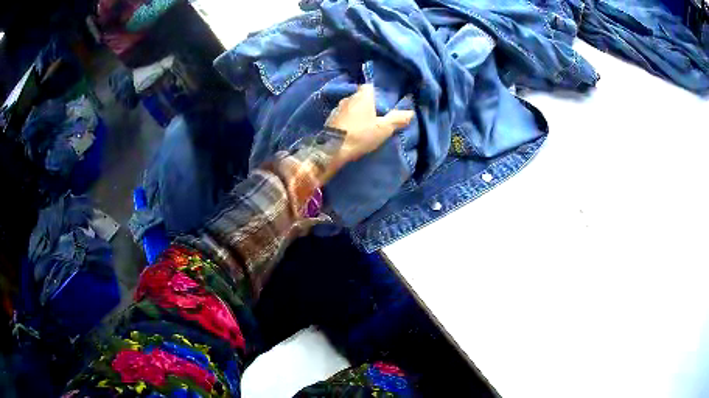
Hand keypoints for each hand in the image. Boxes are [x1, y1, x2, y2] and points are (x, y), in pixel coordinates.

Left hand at [326, 84, 414, 163]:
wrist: (333, 149)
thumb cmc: (361, 135)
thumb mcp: (384, 129)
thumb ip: (397, 119)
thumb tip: (411, 112)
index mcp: (362, 96)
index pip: (369, 87)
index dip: (376, 93)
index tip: (382, 103)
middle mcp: (348, 98)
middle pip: (359, 97)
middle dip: (366, 104)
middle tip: (374, 116)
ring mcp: (336, 109)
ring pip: (350, 106)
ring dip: (355, 113)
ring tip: (362, 124)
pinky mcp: (329, 120)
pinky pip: (341, 116)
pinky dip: (346, 121)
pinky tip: (350, 130)